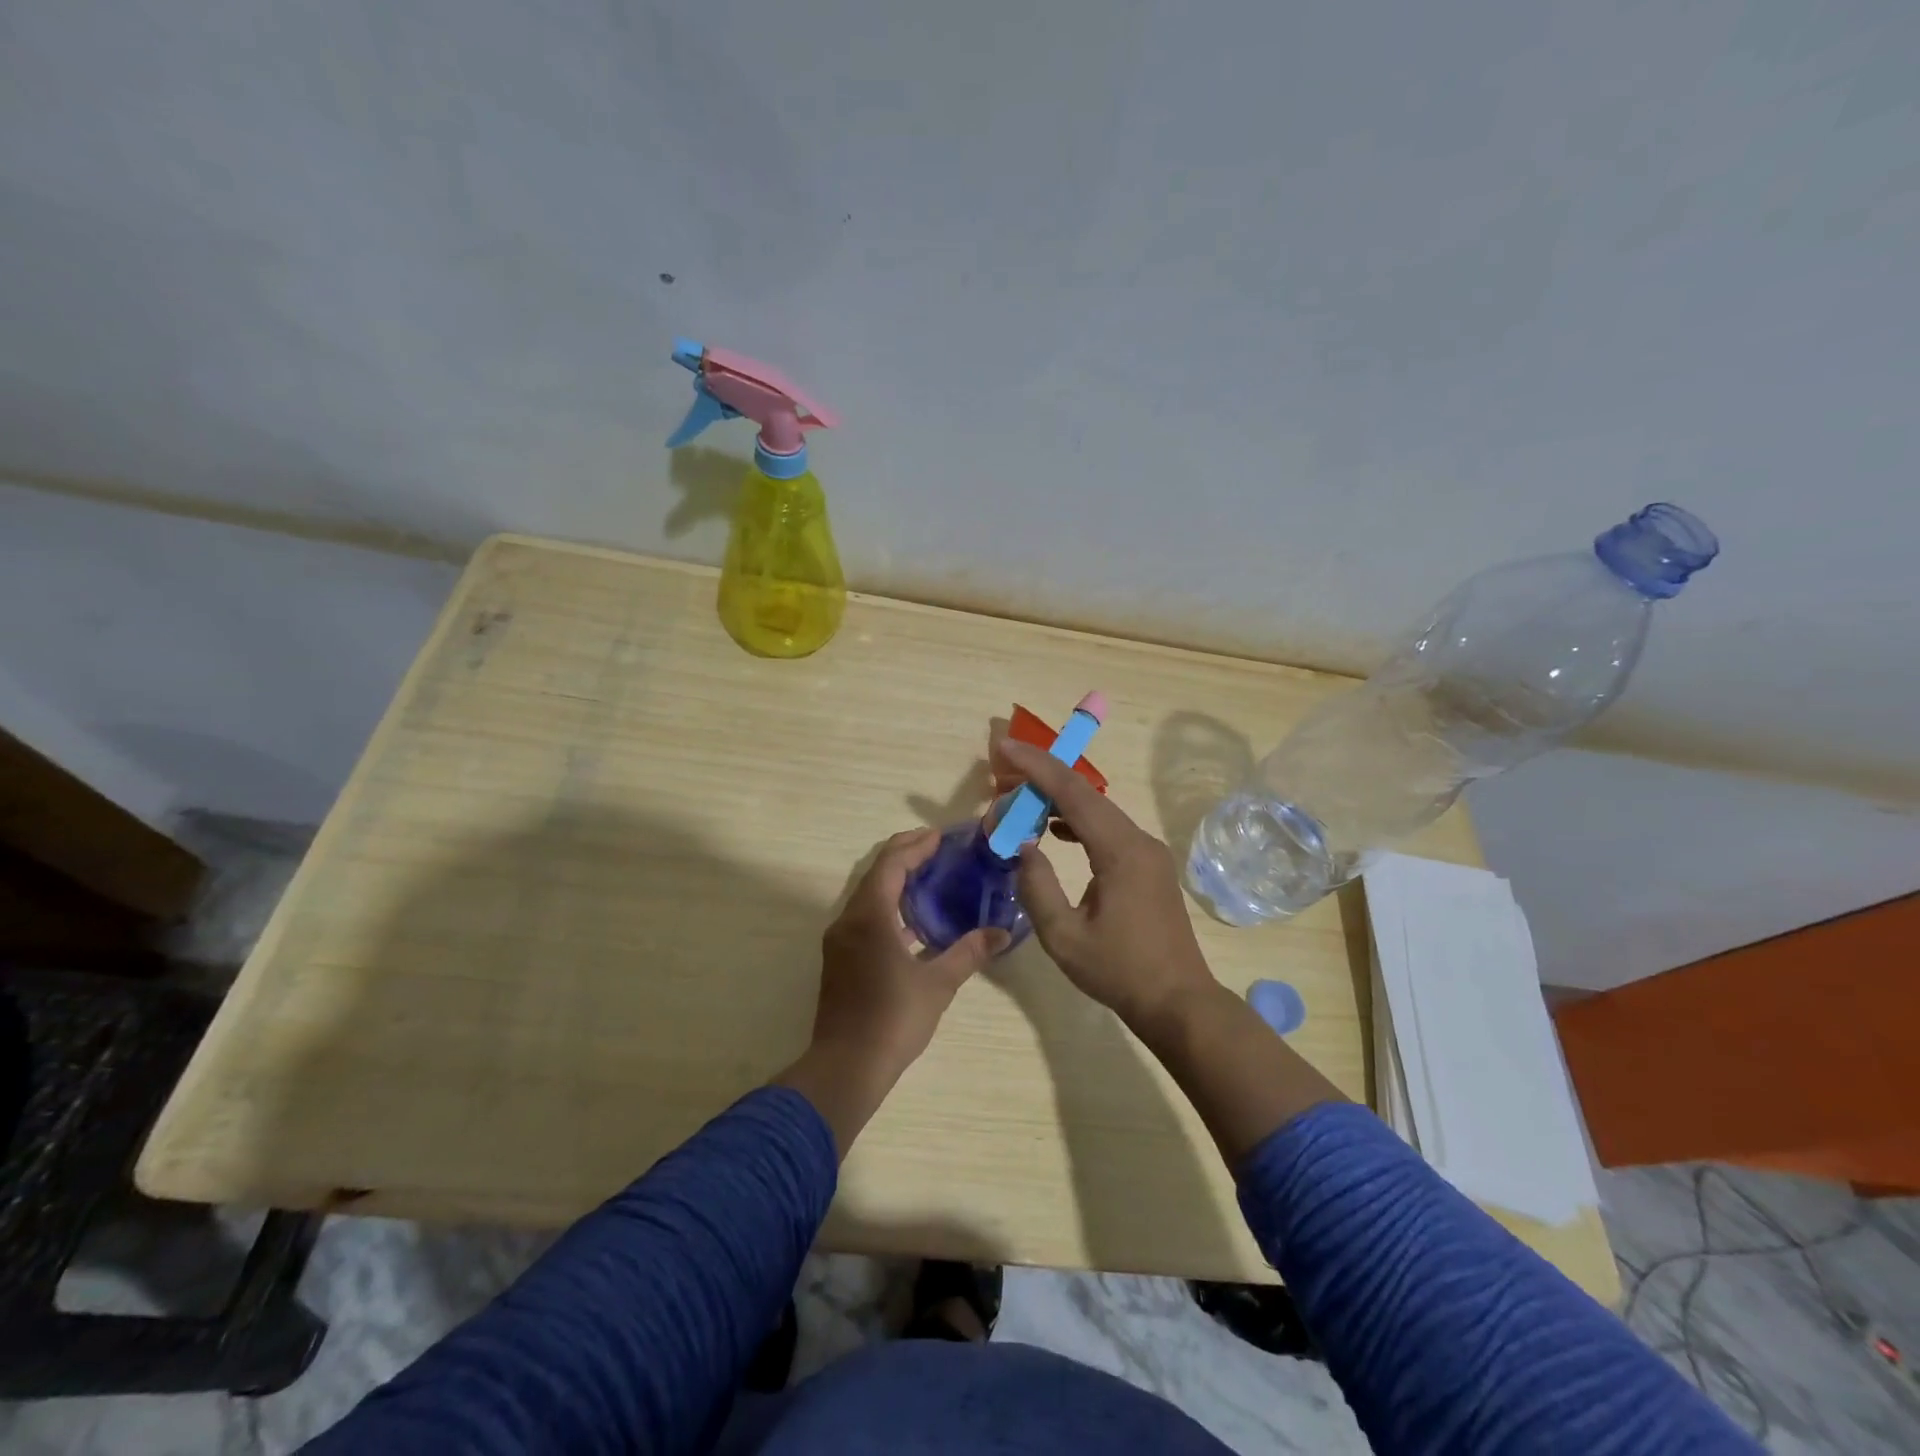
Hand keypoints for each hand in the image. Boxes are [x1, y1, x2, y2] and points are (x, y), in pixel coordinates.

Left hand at [778, 829, 1005, 1154]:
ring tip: (931, 878)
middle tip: (938, 849)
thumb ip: (969, 952)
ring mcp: (840, 940)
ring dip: (896, 881)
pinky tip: (914, 921)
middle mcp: (848, 920)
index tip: (941, 836)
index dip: (915, 845)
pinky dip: (888, 907)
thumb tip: (1001, 932)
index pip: (891, 864)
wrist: (846, 1067)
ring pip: (868, 895)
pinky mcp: (840, 959)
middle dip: (905, 856)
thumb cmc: (893, 1019)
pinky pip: (865, 916)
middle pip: (876, 873)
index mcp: (870, 916)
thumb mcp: (938, 984)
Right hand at [996, 738, 1217, 1031]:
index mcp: (1120, 851)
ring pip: (1098, 809)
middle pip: (1085, 794)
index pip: (1073, 793)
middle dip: (1043, 777)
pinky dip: (1077, 821)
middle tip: (1003, 773)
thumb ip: (1036, 887)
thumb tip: (1023, 848)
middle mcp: (1138, 840)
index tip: (1005, 748)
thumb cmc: (1119, 971)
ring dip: (1059, 800)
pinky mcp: (1148, 864)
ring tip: (1020, 801)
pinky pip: (1108, 829)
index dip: (1037, 767)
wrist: (1178, 1001)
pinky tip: (1054, 831)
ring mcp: (1147, 851)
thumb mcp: (1063, 937)